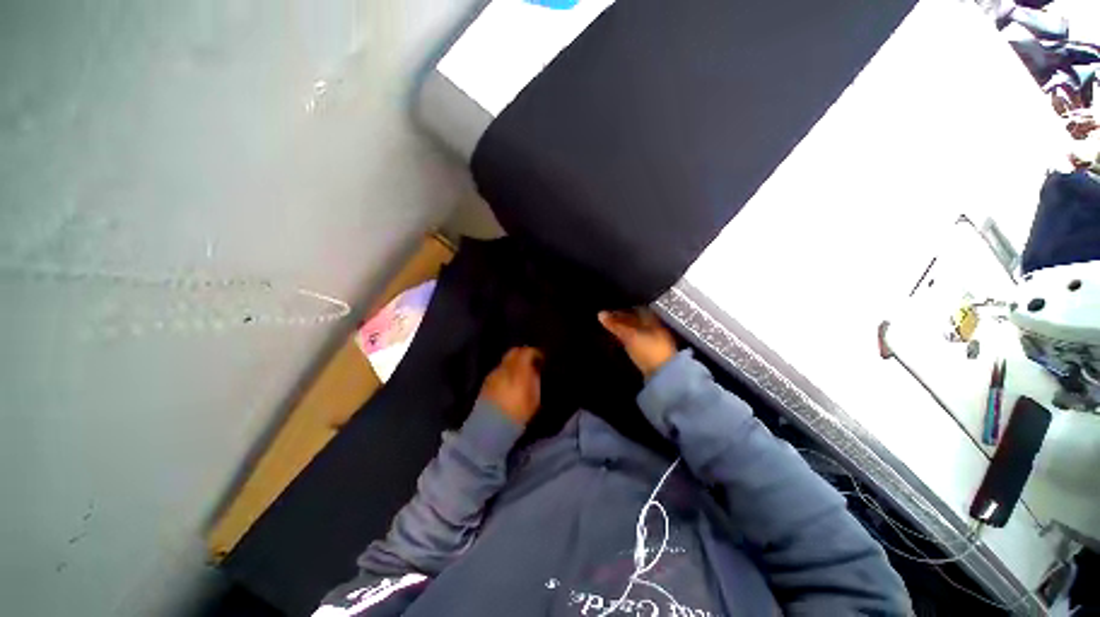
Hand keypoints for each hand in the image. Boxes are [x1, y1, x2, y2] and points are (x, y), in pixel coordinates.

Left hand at [480, 347, 542, 424]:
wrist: (490, 428)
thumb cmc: (517, 414)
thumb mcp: (534, 399)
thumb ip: (535, 380)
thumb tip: (535, 369)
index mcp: (518, 370)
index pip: (527, 352)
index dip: (535, 353)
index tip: (541, 359)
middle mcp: (504, 367)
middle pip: (514, 351)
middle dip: (524, 354)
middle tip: (532, 362)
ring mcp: (494, 373)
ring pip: (506, 360)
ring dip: (514, 362)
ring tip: (521, 372)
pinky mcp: (486, 381)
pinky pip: (499, 369)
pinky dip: (506, 370)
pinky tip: (510, 380)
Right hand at [598, 309, 676, 377]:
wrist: (664, 375)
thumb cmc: (649, 350)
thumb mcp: (629, 335)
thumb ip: (615, 325)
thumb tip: (600, 314)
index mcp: (653, 320)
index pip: (636, 309)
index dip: (622, 310)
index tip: (610, 312)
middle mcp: (655, 328)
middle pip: (636, 321)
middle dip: (623, 321)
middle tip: (608, 322)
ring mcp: (654, 342)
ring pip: (636, 332)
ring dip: (624, 331)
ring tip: (611, 332)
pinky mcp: (651, 355)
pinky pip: (636, 343)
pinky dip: (627, 341)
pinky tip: (620, 344)